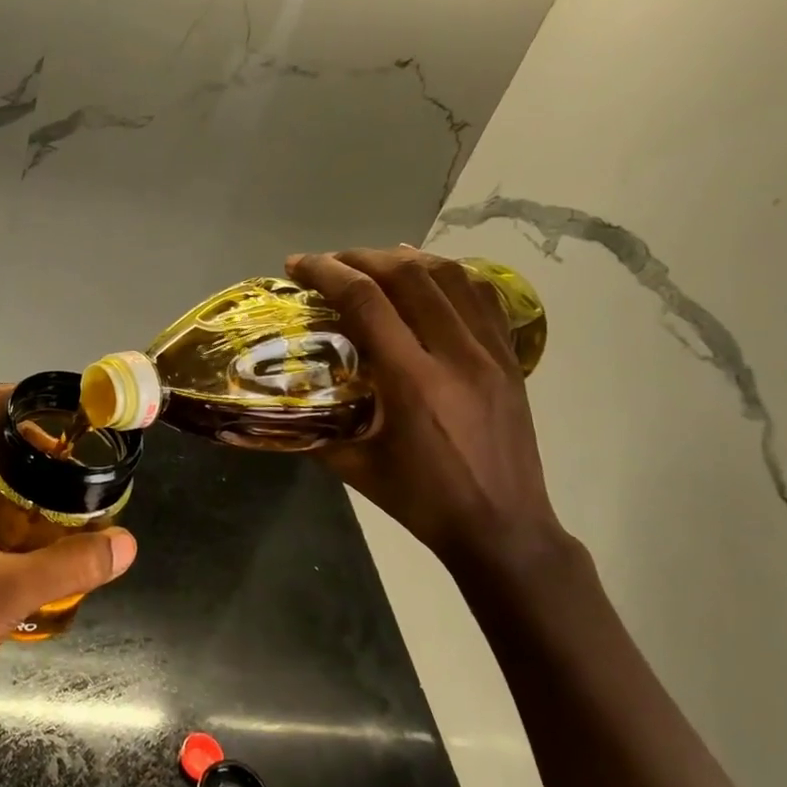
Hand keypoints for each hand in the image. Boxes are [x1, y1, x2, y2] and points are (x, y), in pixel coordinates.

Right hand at [287, 246, 566, 578]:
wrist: (503, 529)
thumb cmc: (423, 501)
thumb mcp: (355, 468)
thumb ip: (314, 428)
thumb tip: (275, 401)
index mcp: (413, 382)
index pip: (366, 301)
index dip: (326, 273)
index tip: (298, 265)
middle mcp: (455, 355)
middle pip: (408, 276)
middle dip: (360, 257)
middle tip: (329, 263)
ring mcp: (490, 353)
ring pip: (450, 277)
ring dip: (405, 259)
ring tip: (372, 261)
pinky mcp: (511, 359)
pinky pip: (483, 297)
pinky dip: (450, 275)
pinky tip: (429, 275)